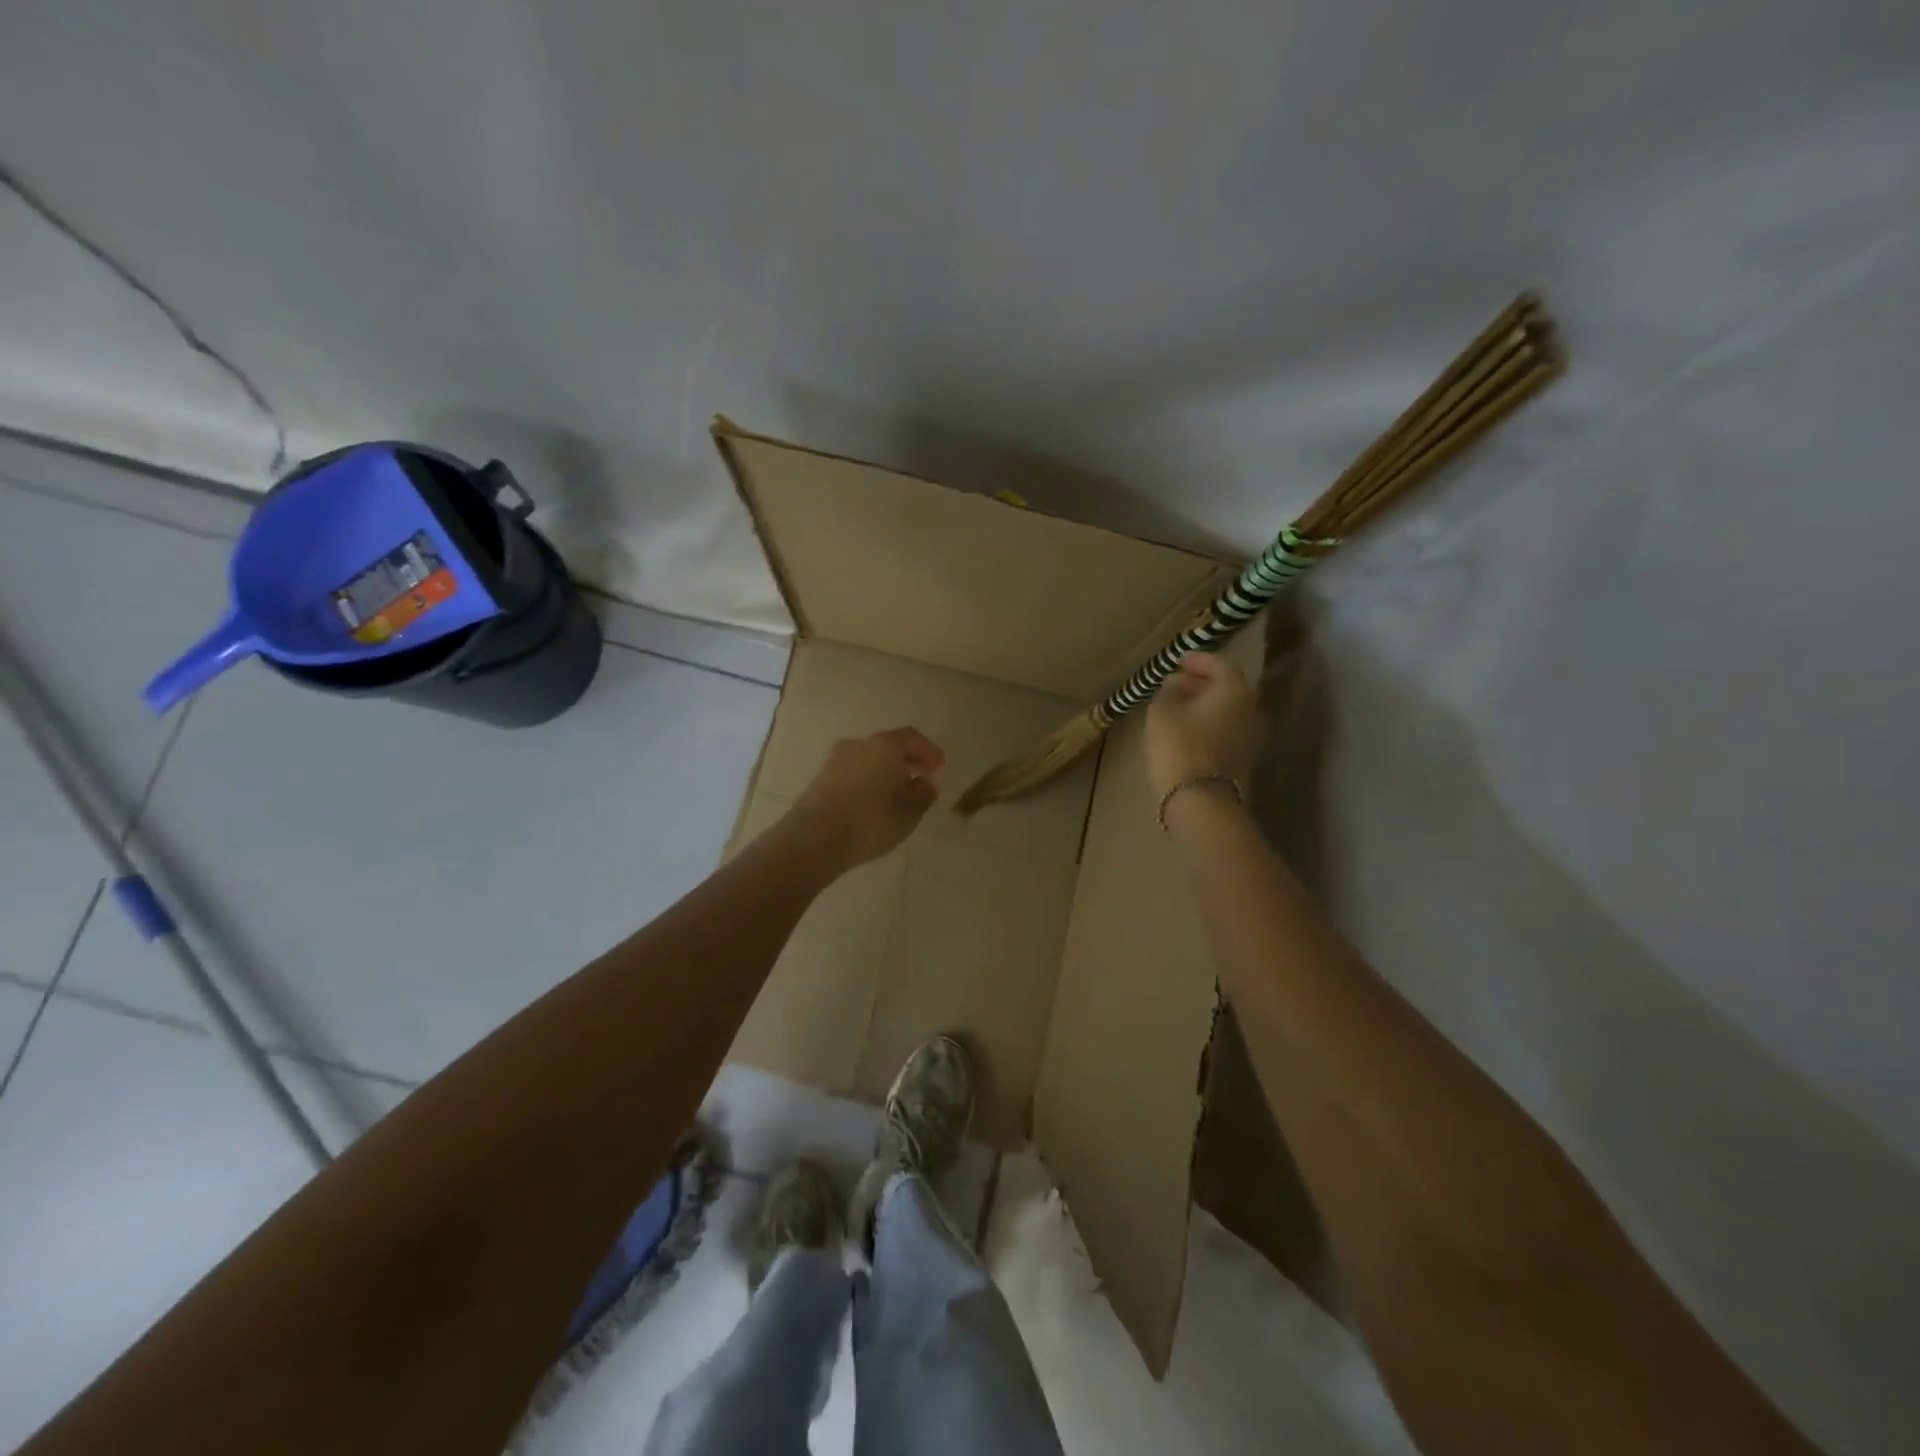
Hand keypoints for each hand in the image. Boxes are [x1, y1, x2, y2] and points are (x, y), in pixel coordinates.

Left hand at [787, 726, 945, 869]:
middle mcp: (859, 745)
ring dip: (886, 771)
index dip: (928, 750)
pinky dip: (868, 780)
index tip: (939, 766)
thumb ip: (923, 793)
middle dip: (907, 760)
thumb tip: (926, 782)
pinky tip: (874, 800)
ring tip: (898, 792)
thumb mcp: (909, 812)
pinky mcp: (821, 778)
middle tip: (922, 776)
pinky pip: (853, 772)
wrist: (815, 838)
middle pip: (888, 746)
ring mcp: (836, 760)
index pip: (911, 737)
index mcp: (884, 746)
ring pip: (869, 758)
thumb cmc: (871, 821)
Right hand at [1144, 653, 1261, 799]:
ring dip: (1203, 703)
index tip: (1177, 659)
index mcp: (1234, 689)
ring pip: (1225, 709)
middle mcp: (1250, 707)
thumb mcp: (1162, 711)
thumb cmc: (1179, 745)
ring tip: (1177, 704)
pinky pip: (1225, 728)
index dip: (1196, 660)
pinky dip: (1207, 721)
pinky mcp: (1242, 756)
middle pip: (1225, 687)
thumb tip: (1175, 683)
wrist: (1200, 798)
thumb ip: (1169, 690)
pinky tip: (1187, 726)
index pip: (1218, 664)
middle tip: (1175, 681)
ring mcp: (1250, 734)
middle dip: (1200, 682)